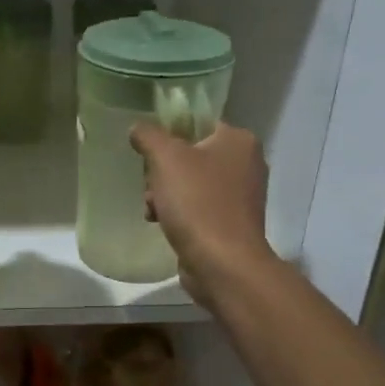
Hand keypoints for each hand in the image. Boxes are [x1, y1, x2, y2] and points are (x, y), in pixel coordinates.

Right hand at [130, 121, 271, 304]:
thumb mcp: (165, 158)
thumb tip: (138, 128)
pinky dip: (178, 213)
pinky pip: (197, 207)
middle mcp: (246, 163)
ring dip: (164, 194)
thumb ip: (148, 135)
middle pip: (190, 155)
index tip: (149, 152)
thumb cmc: (197, 201)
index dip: (169, 135)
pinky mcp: (231, 223)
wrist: (221, 262)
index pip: (198, 123)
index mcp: (239, 140)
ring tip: (153, 209)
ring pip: (190, 183)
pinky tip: (162, 224)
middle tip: (151, 185)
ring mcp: (241, 196)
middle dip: (162, 172)